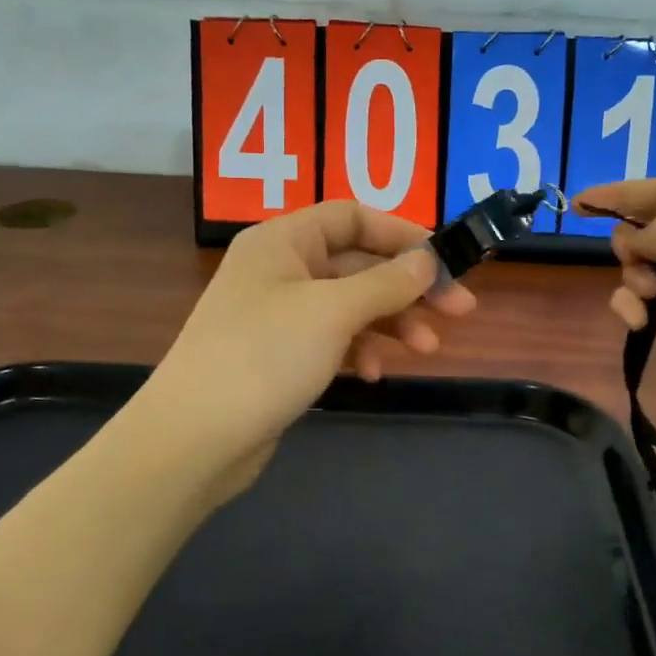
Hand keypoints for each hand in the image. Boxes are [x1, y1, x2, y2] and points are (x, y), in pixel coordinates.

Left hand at [140, 201, 475, 500]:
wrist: (194, 438)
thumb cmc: (264, 356)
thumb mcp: (333, 312)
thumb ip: (386, 282)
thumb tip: (429, 259)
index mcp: (283, 241)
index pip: (353, 216)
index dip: (402, 233)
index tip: (446, 261)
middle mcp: (280, 269)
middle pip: (358, 263)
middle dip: (409, 287)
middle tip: (460, 311)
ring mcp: (279, 314)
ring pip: (351, 305)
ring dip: (392, 322)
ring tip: (427, 350)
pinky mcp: (281, 355)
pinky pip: (333, 339)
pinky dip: (360, 351)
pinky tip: (374, 375)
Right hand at [573, 179, 655, 440]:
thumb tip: (639, 240)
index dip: (623, 191)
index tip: (578, 203)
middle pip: (651, 228)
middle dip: (631, 241)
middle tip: (633, 261)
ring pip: (642, 266)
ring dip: (632, 277)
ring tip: (646, 299)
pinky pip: (644, 303)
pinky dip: (633, 308)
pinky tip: (637, 324)